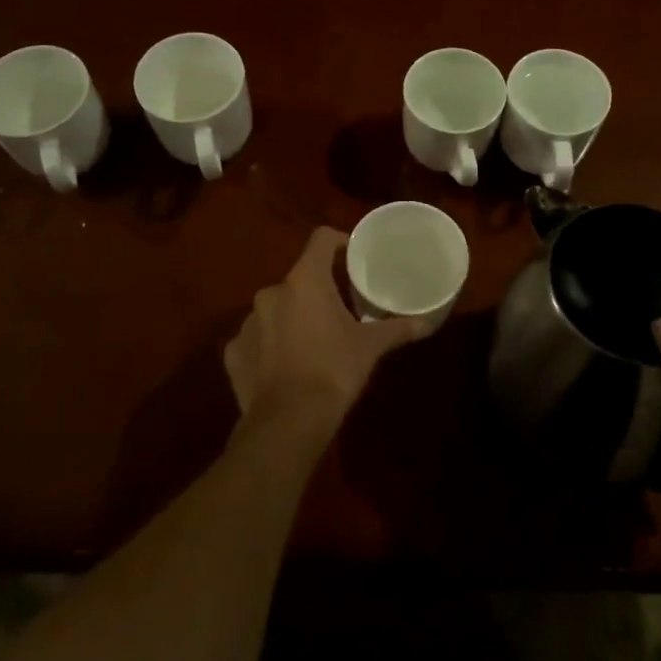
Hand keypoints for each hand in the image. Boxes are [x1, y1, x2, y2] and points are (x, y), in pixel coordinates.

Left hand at [223, 227, 428, 438]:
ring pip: (276, 309)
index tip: (352, 257)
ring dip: (292, 318)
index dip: (338, 242)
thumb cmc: (334, 370)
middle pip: (299, 279)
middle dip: (317, 291)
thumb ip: (396, 329)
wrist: (289, 421)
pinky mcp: (234, 352)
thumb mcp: (370, 347)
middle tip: (339, 310)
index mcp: (305, 281)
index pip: (321, 239)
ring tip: (312, 342)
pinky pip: (256, 339)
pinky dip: (270, 346)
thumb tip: (426, 323)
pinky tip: (285, 367)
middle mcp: (271, 293)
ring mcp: (247, 322)